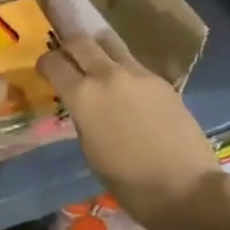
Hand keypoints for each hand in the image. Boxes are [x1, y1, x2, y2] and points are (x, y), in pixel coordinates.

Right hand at [37, 34, 224, 220]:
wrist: (184, 187)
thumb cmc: (127, 181)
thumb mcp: (89, 150)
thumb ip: (81, 116)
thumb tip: (80, 103)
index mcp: (83, 95)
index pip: (54, 63)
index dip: (45, 63)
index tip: (45, 70)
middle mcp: (107, 75)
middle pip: (80, 42)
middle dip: (68, 45)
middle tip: (66, 56)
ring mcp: (138, 73)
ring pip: (110, 44)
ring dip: (97, 49)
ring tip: (96, 63)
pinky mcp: (161, 80)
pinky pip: (133, 64)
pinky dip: (122, 69)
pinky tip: (126, 88)